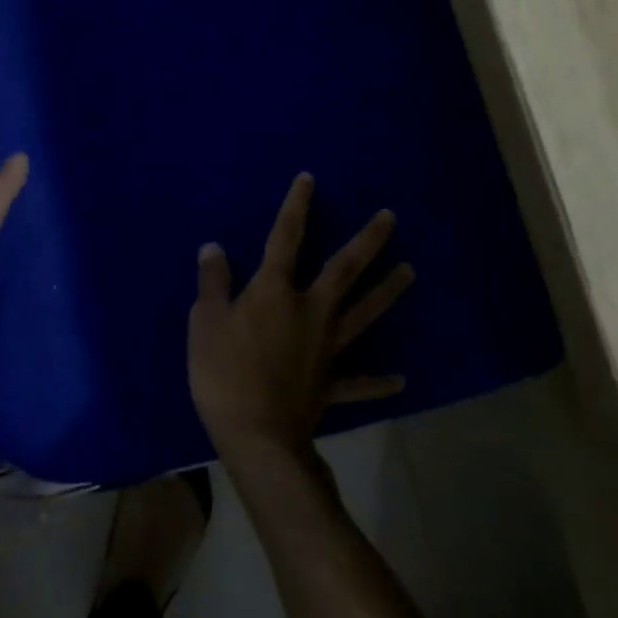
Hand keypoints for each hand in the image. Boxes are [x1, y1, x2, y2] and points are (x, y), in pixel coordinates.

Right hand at [189, 172, 413, 467]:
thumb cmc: (223, 373)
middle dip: (367, 241)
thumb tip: (214, 247)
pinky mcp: (332, 384)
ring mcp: (327, 348)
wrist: (257, 438)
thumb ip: (213, 281)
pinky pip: (360, 381)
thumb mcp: (206, 320)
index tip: (309, 179)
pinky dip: (380, 380)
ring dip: (387, 291)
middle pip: (343, 270)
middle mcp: (309, 311)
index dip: (296, 206)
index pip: (286, 237)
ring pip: (363, 313)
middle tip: (390, 217)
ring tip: (411, 271)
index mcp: (274, 291)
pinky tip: (401, 379)